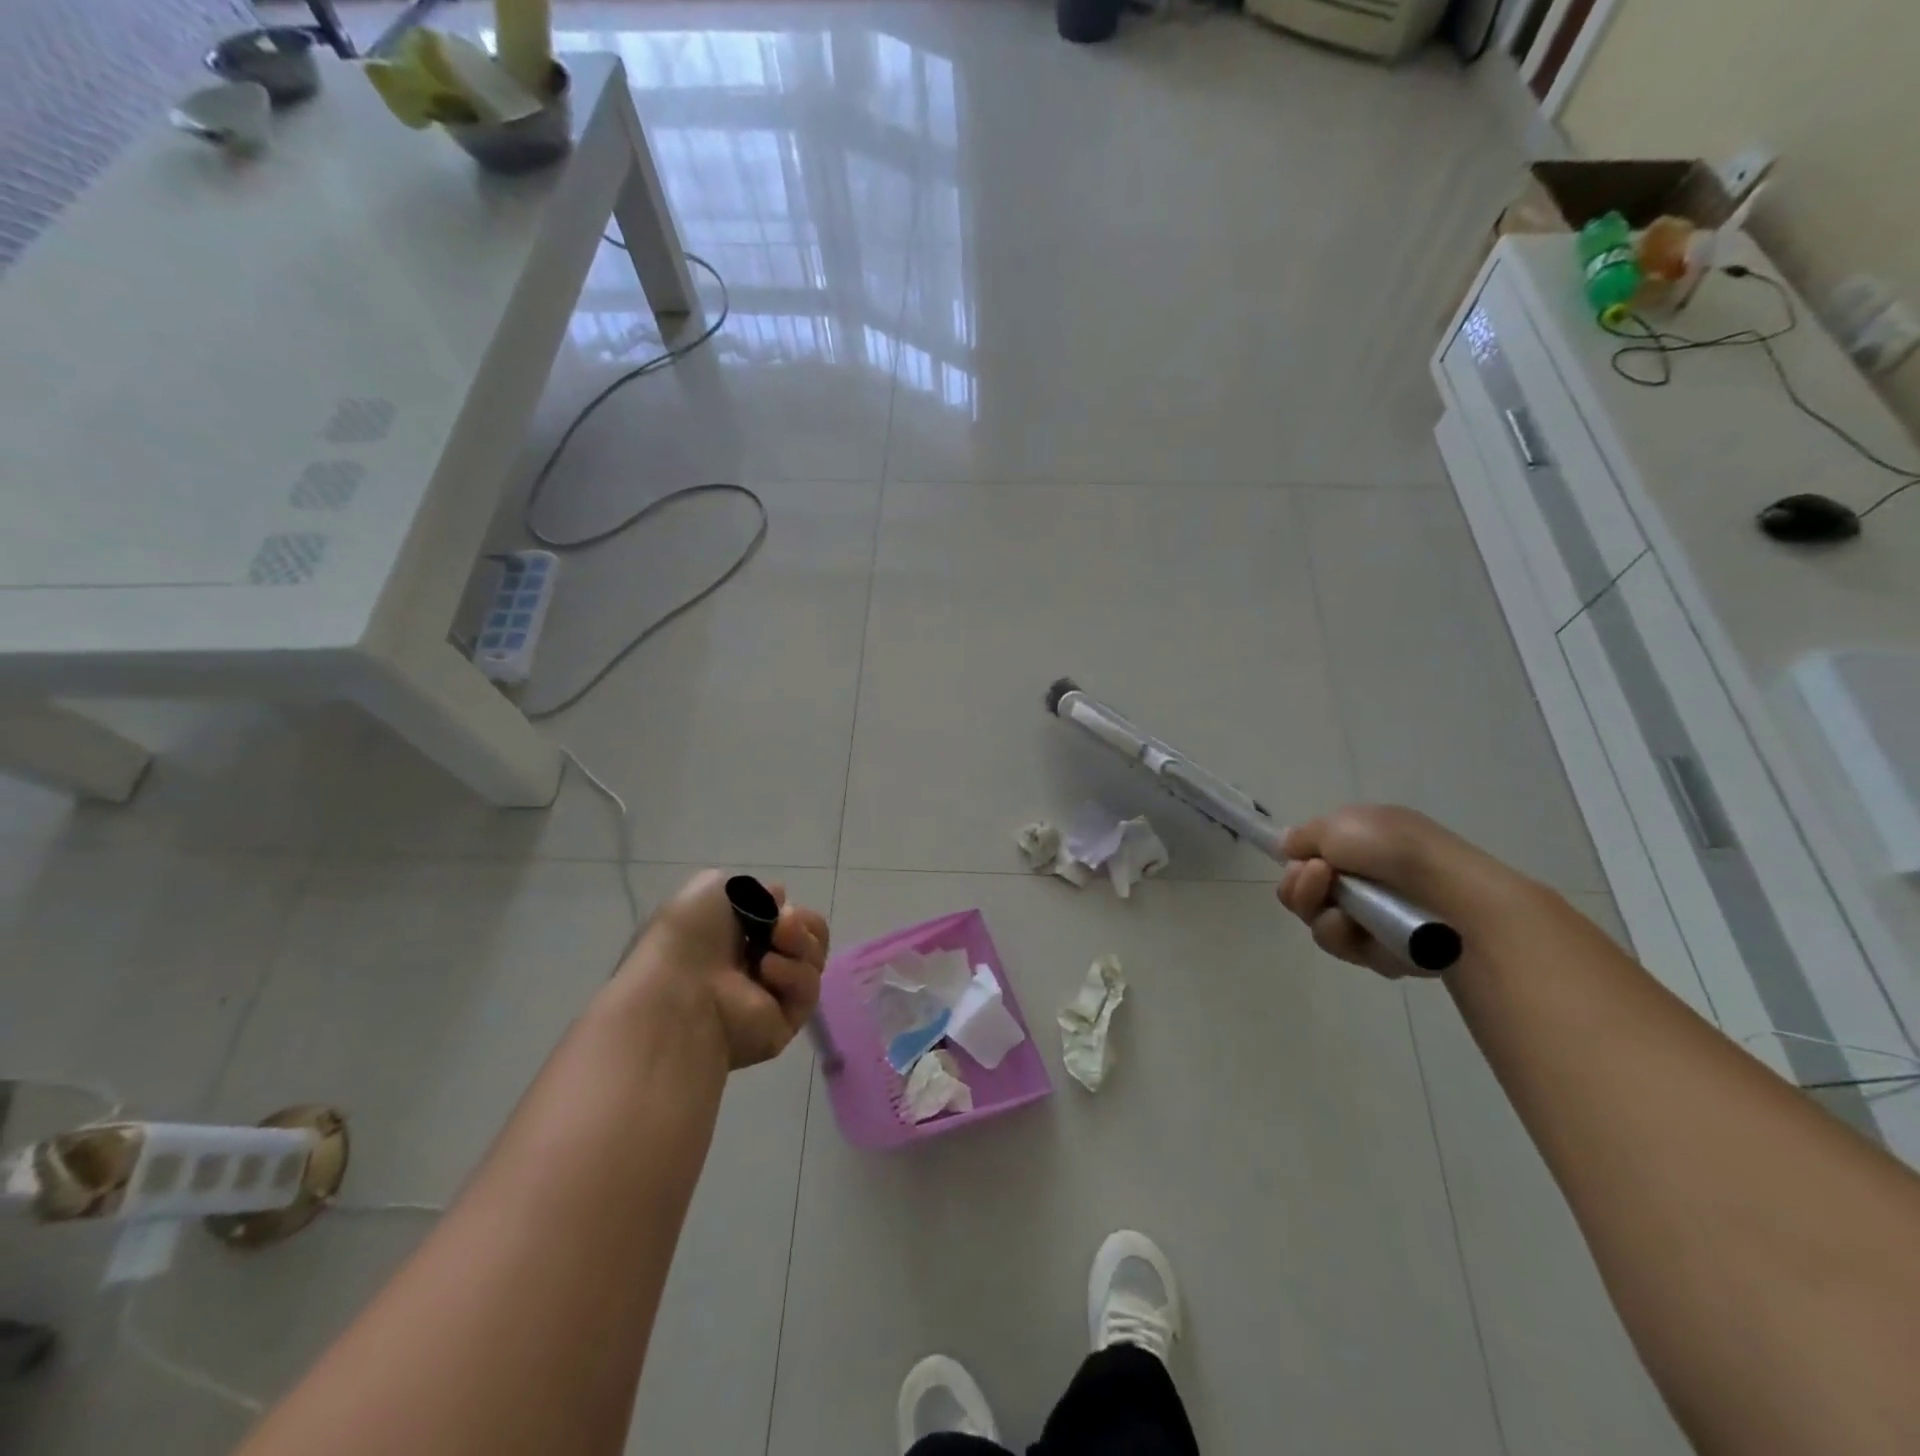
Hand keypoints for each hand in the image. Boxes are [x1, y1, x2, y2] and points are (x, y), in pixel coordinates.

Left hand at [619, 870, 829, 1069]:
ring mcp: (771, 995)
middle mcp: (755, 965)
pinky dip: (794, 973)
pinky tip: (768, 970)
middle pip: (808, 938)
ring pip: (813, 960)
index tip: (774, 902)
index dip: (787, 908)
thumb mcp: (712, 888)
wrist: (679, 990)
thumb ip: (750, 888)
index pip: (784, 919)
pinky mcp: (785, 1022)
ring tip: (775, 941)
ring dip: (800, 942)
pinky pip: (808, 990)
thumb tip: (778, 899)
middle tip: (782, 922)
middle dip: (801, 923)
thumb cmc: (689, 935)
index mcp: (736, 938)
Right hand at [1275, 805, 1527, 977]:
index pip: (1311, 857)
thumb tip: (1289, 846)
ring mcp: (1371, 917)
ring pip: (1317, 921)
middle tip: (1319, 877)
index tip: (1299, 860)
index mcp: (1361, 845)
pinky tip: (1359, 931)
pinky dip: (1344, 938)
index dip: (1298, 862)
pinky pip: (1342, 947)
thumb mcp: (1340, 824)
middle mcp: (1363, 880)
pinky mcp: (1380, 952)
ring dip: (1317, 911)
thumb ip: (1305, 836)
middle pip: (1304, 892)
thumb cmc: (1395, 850)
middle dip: (1300, 887)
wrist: (1449, 897)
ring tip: (1341, 909)